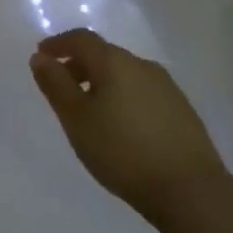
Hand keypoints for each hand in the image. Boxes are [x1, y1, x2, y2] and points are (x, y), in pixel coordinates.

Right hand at [29, 28, 231, 226]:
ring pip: (124, 74)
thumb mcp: (76, 118)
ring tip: (91, 110)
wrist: (192, 193)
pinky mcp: (183, 111)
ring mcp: (167, 88)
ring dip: (102, 82)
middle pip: (103, 55)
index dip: (58, 44)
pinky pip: (143, 92)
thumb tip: (40, 58)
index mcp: (114, 62)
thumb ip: (55, 84)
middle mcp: (141, 65)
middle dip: (79, 65)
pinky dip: (124, 97)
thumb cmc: (122, 150)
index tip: (42, 56)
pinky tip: (122, 125)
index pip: (80, 39)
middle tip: (62, 87)